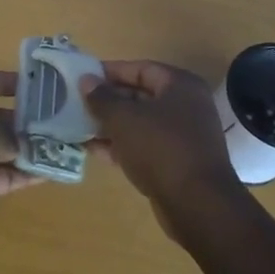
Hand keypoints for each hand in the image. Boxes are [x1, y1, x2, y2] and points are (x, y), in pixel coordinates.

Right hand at [83, 61, 246, 244]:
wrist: (197, 205)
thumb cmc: (161, 149)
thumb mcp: (124, 119)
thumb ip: (102, 98)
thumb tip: (86, 81)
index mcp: (180, 86)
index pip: (140, 68)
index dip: (110, 71)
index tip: (83, 77)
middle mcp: (186, 106)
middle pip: (140, 95)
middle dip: (108, 100)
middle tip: (77, 103)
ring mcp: (183, 137)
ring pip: (140, 123)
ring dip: (111, 125)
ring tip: (79, 126)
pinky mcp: (176, 163)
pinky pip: (144, 146)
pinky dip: (121, 146)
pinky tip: (93, 150)